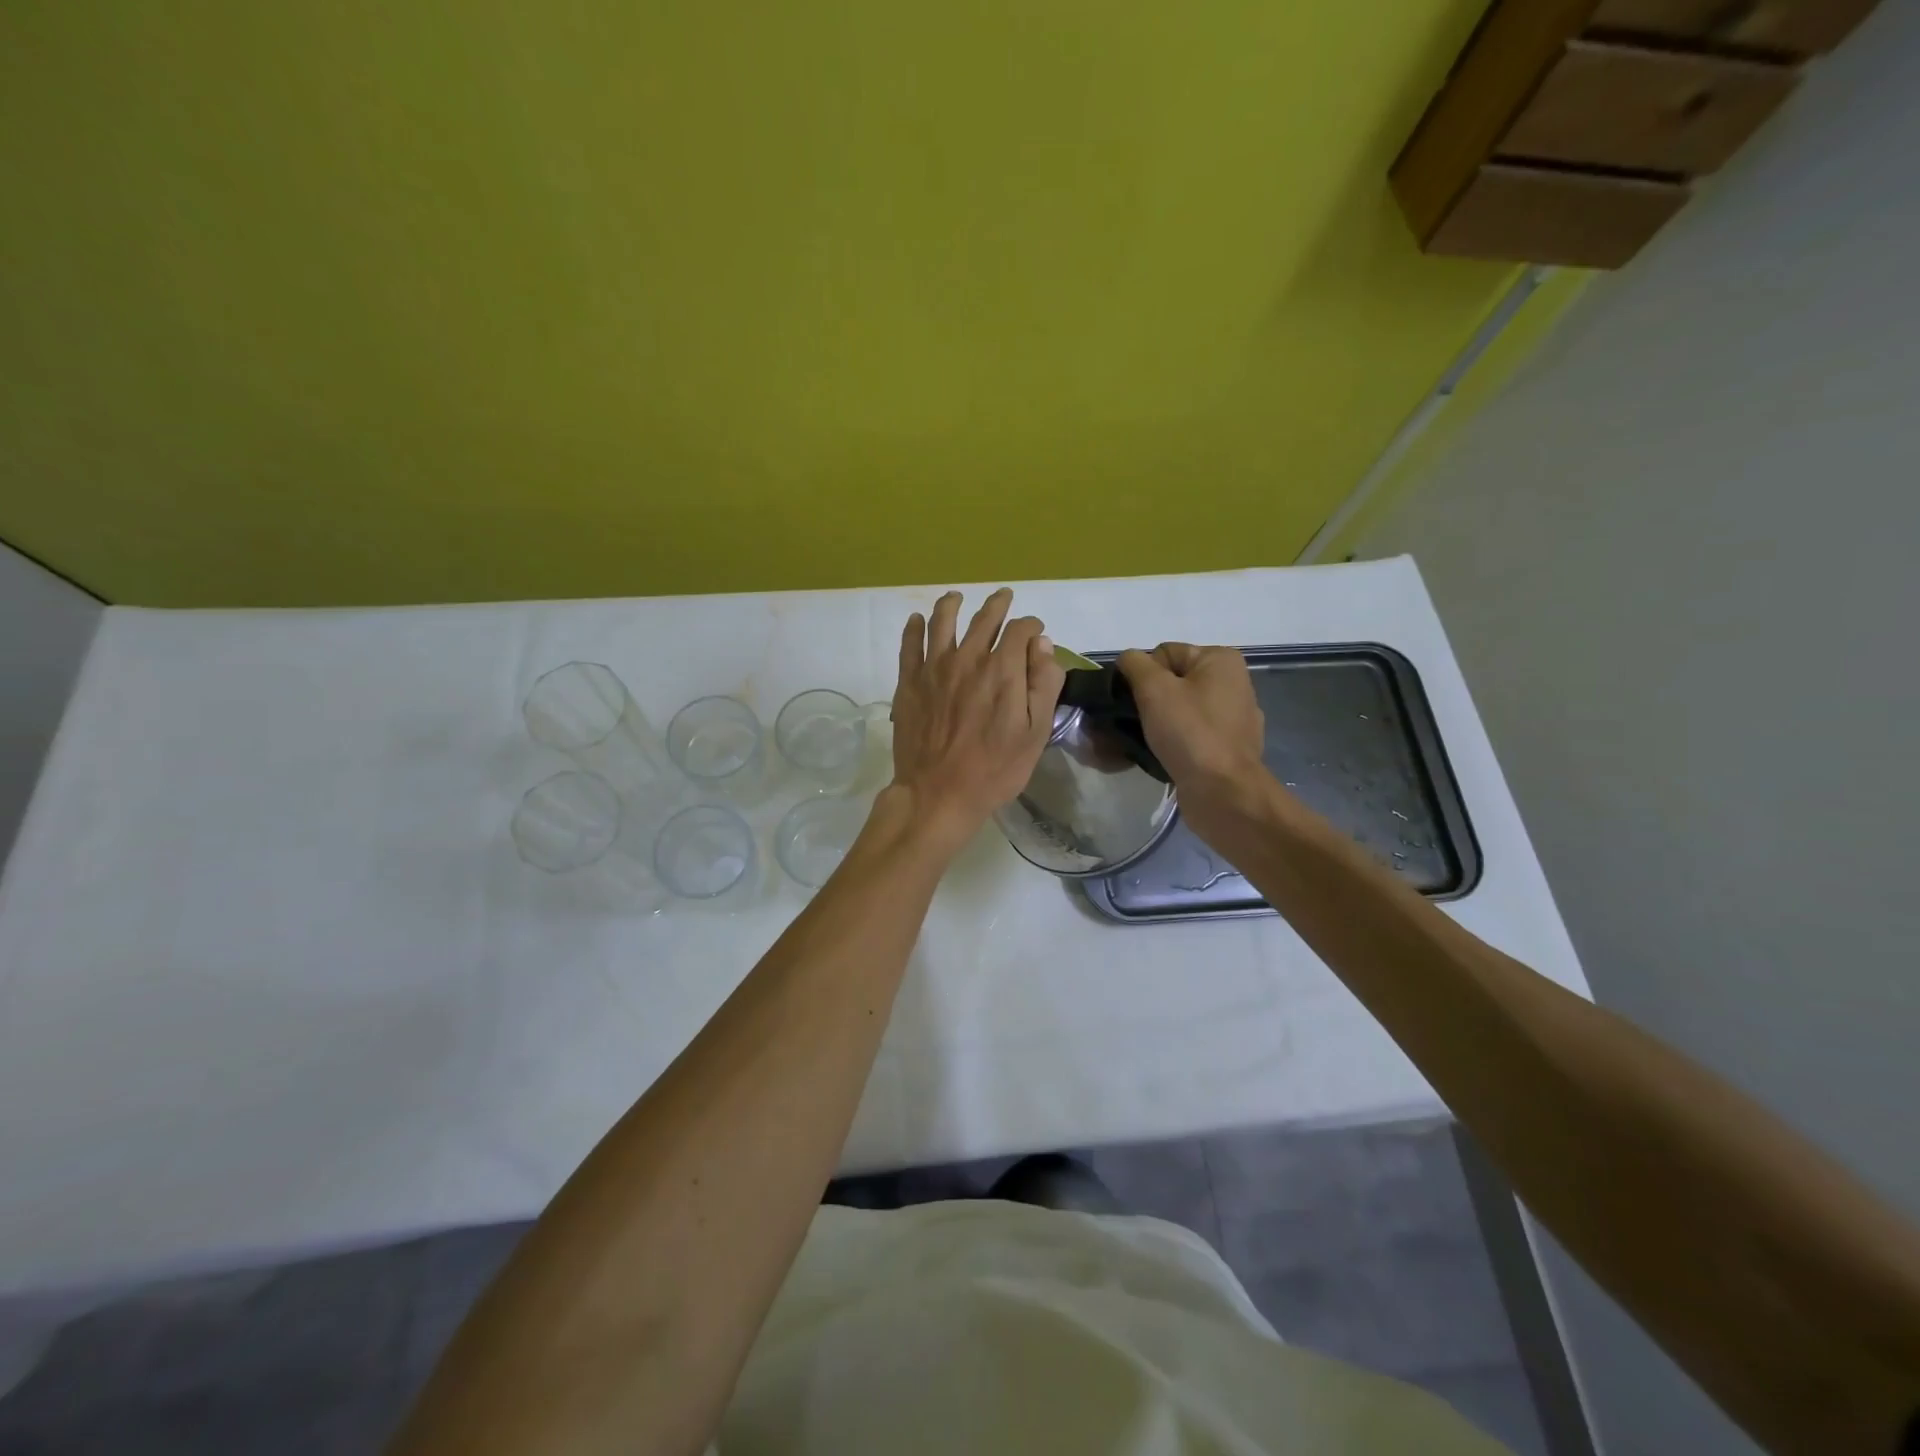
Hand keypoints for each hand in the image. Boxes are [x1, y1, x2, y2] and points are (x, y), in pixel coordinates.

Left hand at [890, 588, 1065, 848]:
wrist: (938, 793)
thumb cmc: (994, 769)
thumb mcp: (1035, 733)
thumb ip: (1042, 684)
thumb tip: (1042, 645)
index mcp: (1002, 670)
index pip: (1020, 630)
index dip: (1031, 626)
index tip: (1035, 633)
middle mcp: (967, 658)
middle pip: (984, 618)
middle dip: (998, 605)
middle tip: (1004, 597)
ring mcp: (933, 668)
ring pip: (942, 621)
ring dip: (952, 604)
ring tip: (957, 597)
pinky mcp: (909, 682)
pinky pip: (909, 645)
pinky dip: (913, 628)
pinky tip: (916, 620)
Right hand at [1116, 643, 1265, 790]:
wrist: (1223, 792)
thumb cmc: (1190, 732)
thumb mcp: (1154, 688)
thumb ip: (1135, 664)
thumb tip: (1128, 660)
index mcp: (1221, 661)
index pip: (1164, 654)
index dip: (1142, 675)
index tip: (1134, 701)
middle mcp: (1232, 684)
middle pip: (1171, 683)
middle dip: (1145, 702)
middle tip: (1125, 724)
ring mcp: (1232, 719)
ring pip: (1178, 711)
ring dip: (1154, 724)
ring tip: (1133, 743)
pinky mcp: (1226, 749)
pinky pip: (1189, 736)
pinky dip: (1171, 743)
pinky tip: (1157, 757)